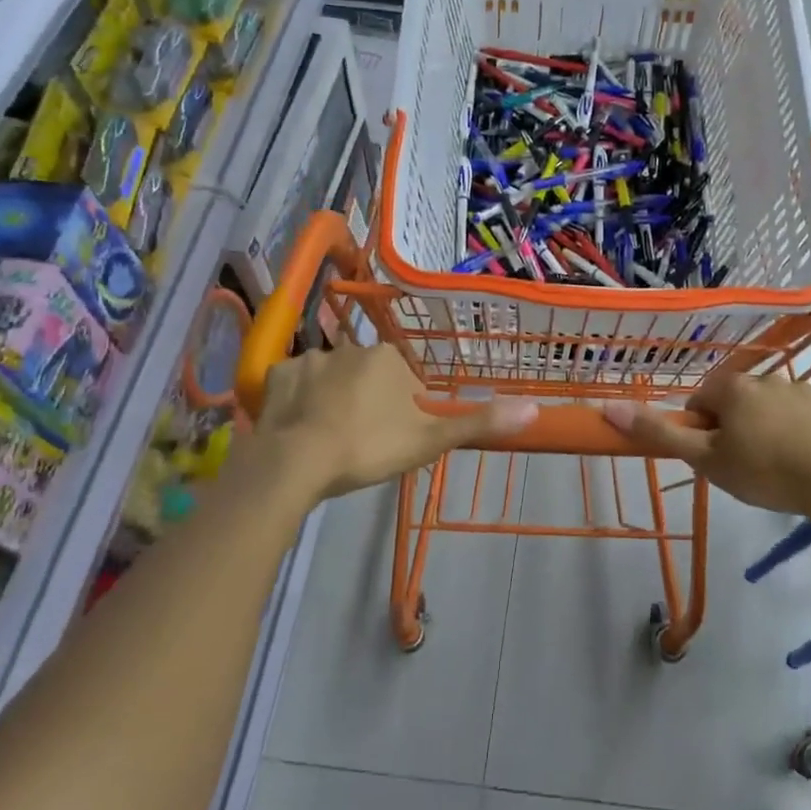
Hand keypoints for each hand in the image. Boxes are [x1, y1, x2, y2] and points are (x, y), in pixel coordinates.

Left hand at [254, 343, 538, 500]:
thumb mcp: (430, 440)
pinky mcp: (276, 375)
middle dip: (369, 402)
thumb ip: (479, 423)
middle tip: (362, 442)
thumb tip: (534, 408)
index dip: (403, 411)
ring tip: (329, 439)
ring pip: (331, 379)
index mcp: (389, 359)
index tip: (393, 439)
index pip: (406, 380)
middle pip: (368, 376)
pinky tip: (301, 427)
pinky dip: (299, 401)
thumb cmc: (369, 447)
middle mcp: (350, 348)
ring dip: (334, 399)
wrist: (297, 461)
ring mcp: (309, 359)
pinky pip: (295, 384)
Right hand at [602, 375, 810, 521]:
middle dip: (734, 428)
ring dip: (767, 427)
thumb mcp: (705, 459)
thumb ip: (659, 433)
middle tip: (742, 465)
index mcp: (732, 388)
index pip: (699, 401)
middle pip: (735, 402)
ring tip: (778, 465)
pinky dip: (800, 430)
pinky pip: (804, 414)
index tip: (711, 457)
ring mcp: (802, 388)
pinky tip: (807, 457)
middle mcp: (765, 378)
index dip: (699, 430)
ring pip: (771, 407)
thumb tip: (609, 406)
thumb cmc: (764, 471)